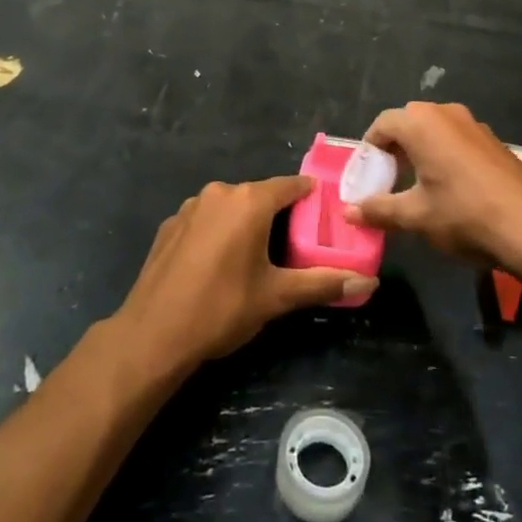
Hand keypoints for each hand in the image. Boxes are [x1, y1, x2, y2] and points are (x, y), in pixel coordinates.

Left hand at [113, 177, 371, 370]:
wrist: (152, 334)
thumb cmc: (221, 309)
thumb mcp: (276, 297)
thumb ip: (322, 284)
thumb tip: (369, 281)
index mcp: (248, 201)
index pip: (291, 186)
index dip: (310, 197)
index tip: (325, 213)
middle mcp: (219, 193)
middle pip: (259, 196)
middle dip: (279, 215)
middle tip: (296, 245)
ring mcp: (189, 207)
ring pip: (230, 207)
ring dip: (245, 224)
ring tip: (257, 258)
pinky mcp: (169, 226)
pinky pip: (205, 220)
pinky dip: (218, 233)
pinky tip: (217, 265)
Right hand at [345, 103, 521, 274]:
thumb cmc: (464, 215)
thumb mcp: (416, 217)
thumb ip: (379, 210)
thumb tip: (349, 212)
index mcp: (422, 123)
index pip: (382, 124)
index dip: (369, 150)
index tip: (366, 178)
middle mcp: (447, 113)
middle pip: (409, 123)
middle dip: (394, 149)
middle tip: (387, 181)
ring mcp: (475, 125)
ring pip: (435, 130)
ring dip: (420, 152)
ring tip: (416, 187)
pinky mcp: (495, 142)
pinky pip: (458, 140)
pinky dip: (444, 156)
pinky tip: (450, 189)